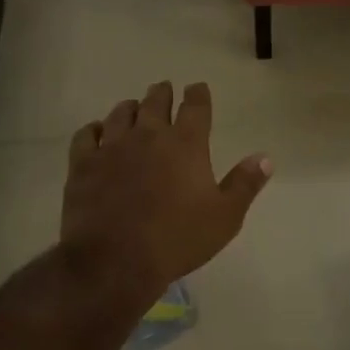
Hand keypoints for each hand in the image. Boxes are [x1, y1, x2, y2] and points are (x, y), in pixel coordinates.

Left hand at [60, 81, 271, 299]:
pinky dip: (94, 129)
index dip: (198, 93)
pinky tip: (96, 132)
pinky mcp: (83, 164)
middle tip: (164, 89)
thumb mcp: (225, 217)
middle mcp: (150, 135)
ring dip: (131, 108)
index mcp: (187, 143)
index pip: (195, 105)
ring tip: (134, 108)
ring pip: (121, 113)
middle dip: (162, 93)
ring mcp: (113, 147)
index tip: (197, 88)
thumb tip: (265, 157)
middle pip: (156, 101)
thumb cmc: (177, 239)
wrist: (115, 261)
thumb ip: (245, 184)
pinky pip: (86, 135)